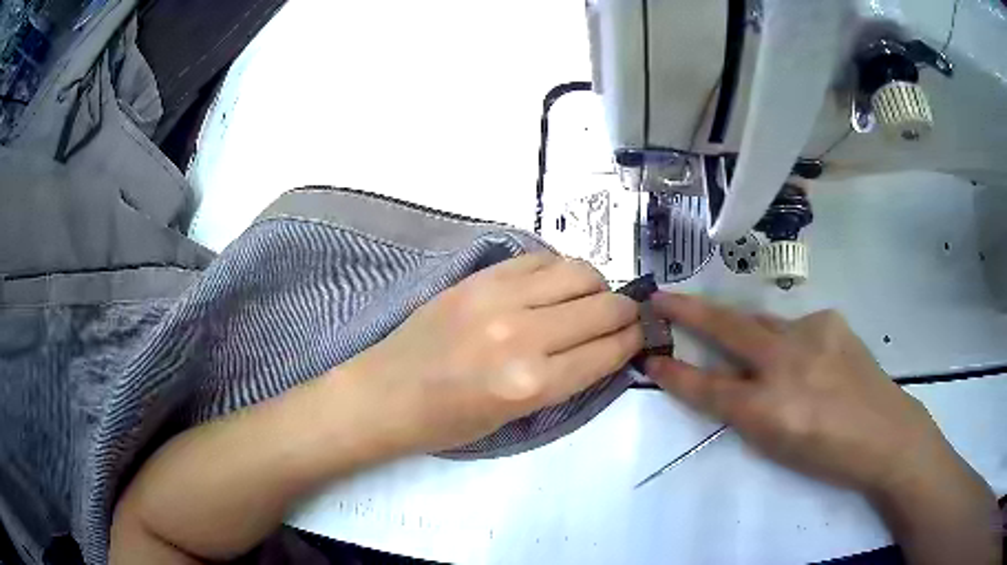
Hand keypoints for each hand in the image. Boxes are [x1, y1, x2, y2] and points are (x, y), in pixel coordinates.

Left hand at [346, 252, 643, 451]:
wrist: (386, 393)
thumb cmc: (447, 422)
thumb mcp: (516, 418)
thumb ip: (565, 379)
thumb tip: (605, 345)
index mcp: (532, 385)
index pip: (608, 350)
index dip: (632, 341)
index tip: (639, 336)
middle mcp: (522, 335)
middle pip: (603, 306)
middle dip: (625, 313)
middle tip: (621, 318)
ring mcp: (498, 298)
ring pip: (578, 271)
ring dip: (595, 286)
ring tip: (587, 300)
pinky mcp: (478, 277)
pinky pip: (539, 258)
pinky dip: (558, 270)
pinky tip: (553, 286)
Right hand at [644, 293, 952, 493]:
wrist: (885, 433)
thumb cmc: (827, 455)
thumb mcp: (777, 446)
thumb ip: (747, 410)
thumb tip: (727, 378)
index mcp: (770, 409)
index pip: (709, 387)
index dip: (677, 375)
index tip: (651, 359)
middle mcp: (787, 364)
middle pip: (728, 330)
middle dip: (689, 312)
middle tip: (662, 298)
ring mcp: (812, 333)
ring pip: (763, 324)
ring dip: (746, 332)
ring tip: (751, 350)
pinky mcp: (830, 320)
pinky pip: (794, 326)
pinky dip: (788, 340)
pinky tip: (806, 360)